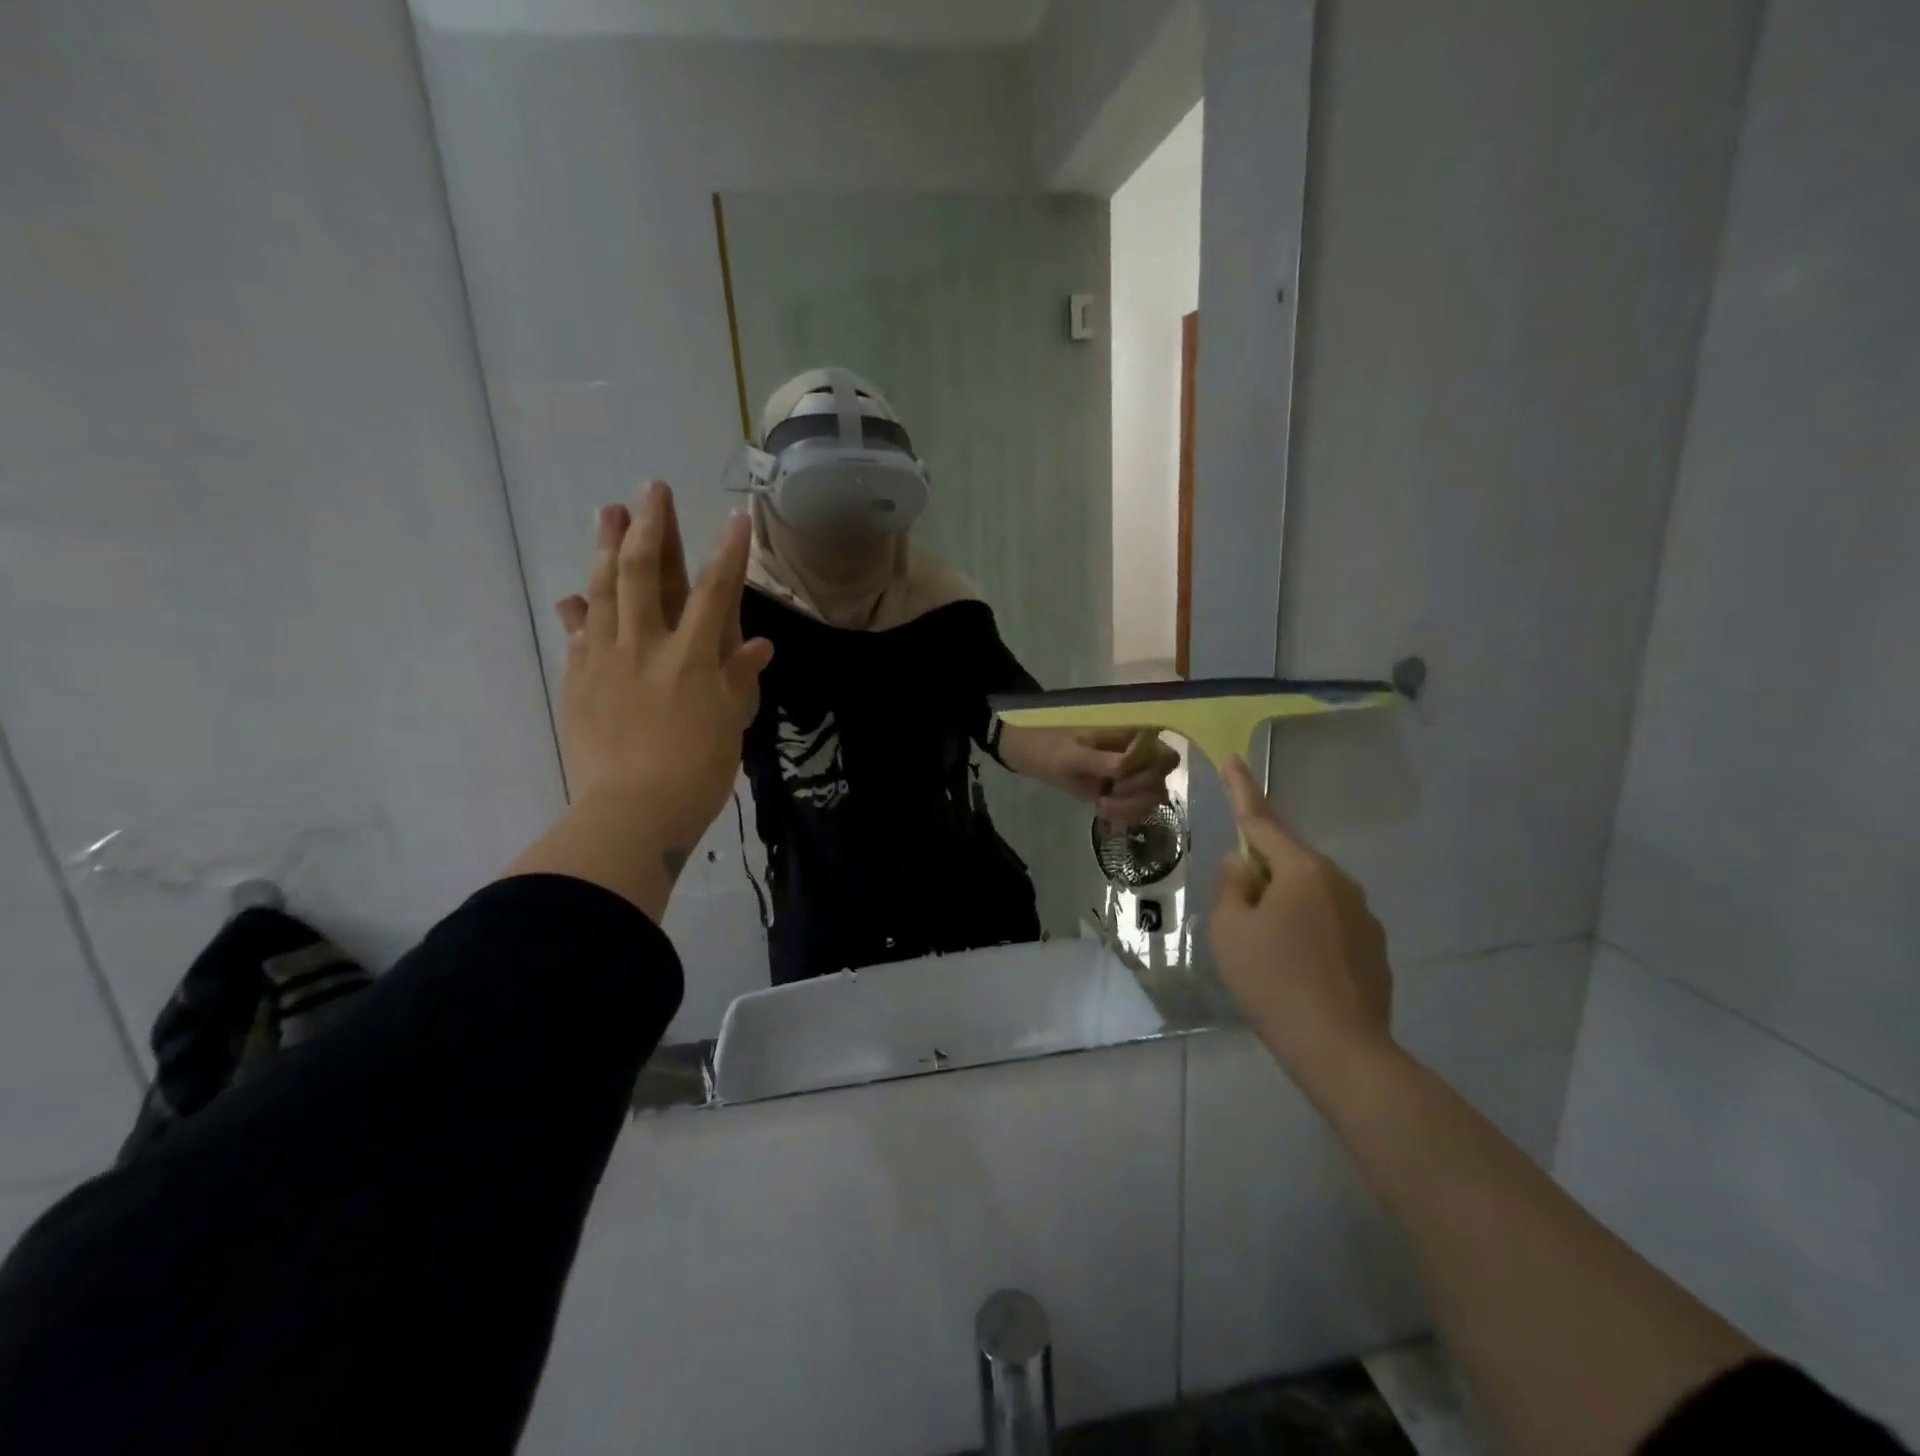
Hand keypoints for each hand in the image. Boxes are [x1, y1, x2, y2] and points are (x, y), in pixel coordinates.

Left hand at [552, 481, 772, 865]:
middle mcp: (648, 646)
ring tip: (607, 512)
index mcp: (693, 658)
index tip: (736, 516)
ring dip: (607, 548)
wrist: (631, 812)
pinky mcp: (578, 680)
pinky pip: (577, 635)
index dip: (729, 552)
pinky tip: (572, 595)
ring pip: (604, 591)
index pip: (716, 593)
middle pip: (648, 575)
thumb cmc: (696, 772)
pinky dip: (577, 611)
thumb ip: (739, 679)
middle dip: (653, 528)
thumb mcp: (730, 725)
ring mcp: (606, 660)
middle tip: (651, 488)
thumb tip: (757, 644)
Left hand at [1007, 727, 1179, 824]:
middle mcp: (1141, 752)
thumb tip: (1131, 766)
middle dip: (1137, 794)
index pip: (1165, 759)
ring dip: (1130, 807)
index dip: (1146, 774)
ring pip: (1154, 797)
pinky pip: (1140, 806)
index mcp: (1134, 734)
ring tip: (1102, 806)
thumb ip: (1106, 761)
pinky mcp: (1124, 789)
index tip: (1116, 780)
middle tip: (1106, 796)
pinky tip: (1103, 812)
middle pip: (1162, 780)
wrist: (1032, 754)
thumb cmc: (1052, 748)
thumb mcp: (1075, 755)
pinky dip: (1126, 814)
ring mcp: (1134, 772)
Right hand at [1209, 754, 1393, 1088]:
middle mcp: (1338, 882)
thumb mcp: (1231, 930)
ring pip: (1308, 893)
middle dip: (1261, 870)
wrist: (1342, 1050)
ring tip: (1265, 949)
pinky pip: (1328, 922)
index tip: (1233, 758)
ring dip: (1283, 904)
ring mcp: (1363, 915)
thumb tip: (1243, 865)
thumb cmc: (1274, 980)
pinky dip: (1306, 932)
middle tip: (1237, 906)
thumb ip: (1233, 887)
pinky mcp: (1373, 947)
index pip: (1261, 820)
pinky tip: (1295, 968)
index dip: (1241, 789)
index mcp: (1302, 870)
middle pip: (1287, 860)